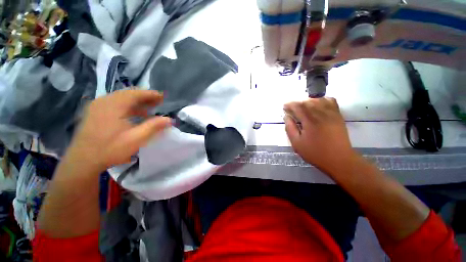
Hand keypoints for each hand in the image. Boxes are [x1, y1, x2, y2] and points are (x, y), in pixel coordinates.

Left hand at [67, 89, 170, 170]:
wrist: (82, 161)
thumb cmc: (110, 149)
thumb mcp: (135, 139)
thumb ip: (153, 127)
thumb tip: (169, 120)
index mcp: (113, 105)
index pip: (135, 93)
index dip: (150, 94)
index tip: (163, 97)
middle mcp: (104, 101)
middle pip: (128, 94)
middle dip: (144, 97)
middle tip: (158, 102)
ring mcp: (97, 106)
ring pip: (121, 98)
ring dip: (136, 102)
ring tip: (149, 108)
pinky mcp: (95, 112)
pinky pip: (114, 104)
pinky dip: (127, 106)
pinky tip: (134, 114)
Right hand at [284, 97, 355, 173]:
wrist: (339, 159)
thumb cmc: (315, 152)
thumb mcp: (297, 143)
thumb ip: (290, 128)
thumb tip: (286, 117)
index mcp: (309, 121)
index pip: (298, 107)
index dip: (290, 105)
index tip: (284, 106)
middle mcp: (321, 114)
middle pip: (307, 101)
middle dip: (297, 103)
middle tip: (292, 108)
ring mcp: (331, 114)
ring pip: (318, 100)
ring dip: (308, 101)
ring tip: (303, 107)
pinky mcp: (338, 116)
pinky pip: (330, 101)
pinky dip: (322, 100)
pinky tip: (317, 104)